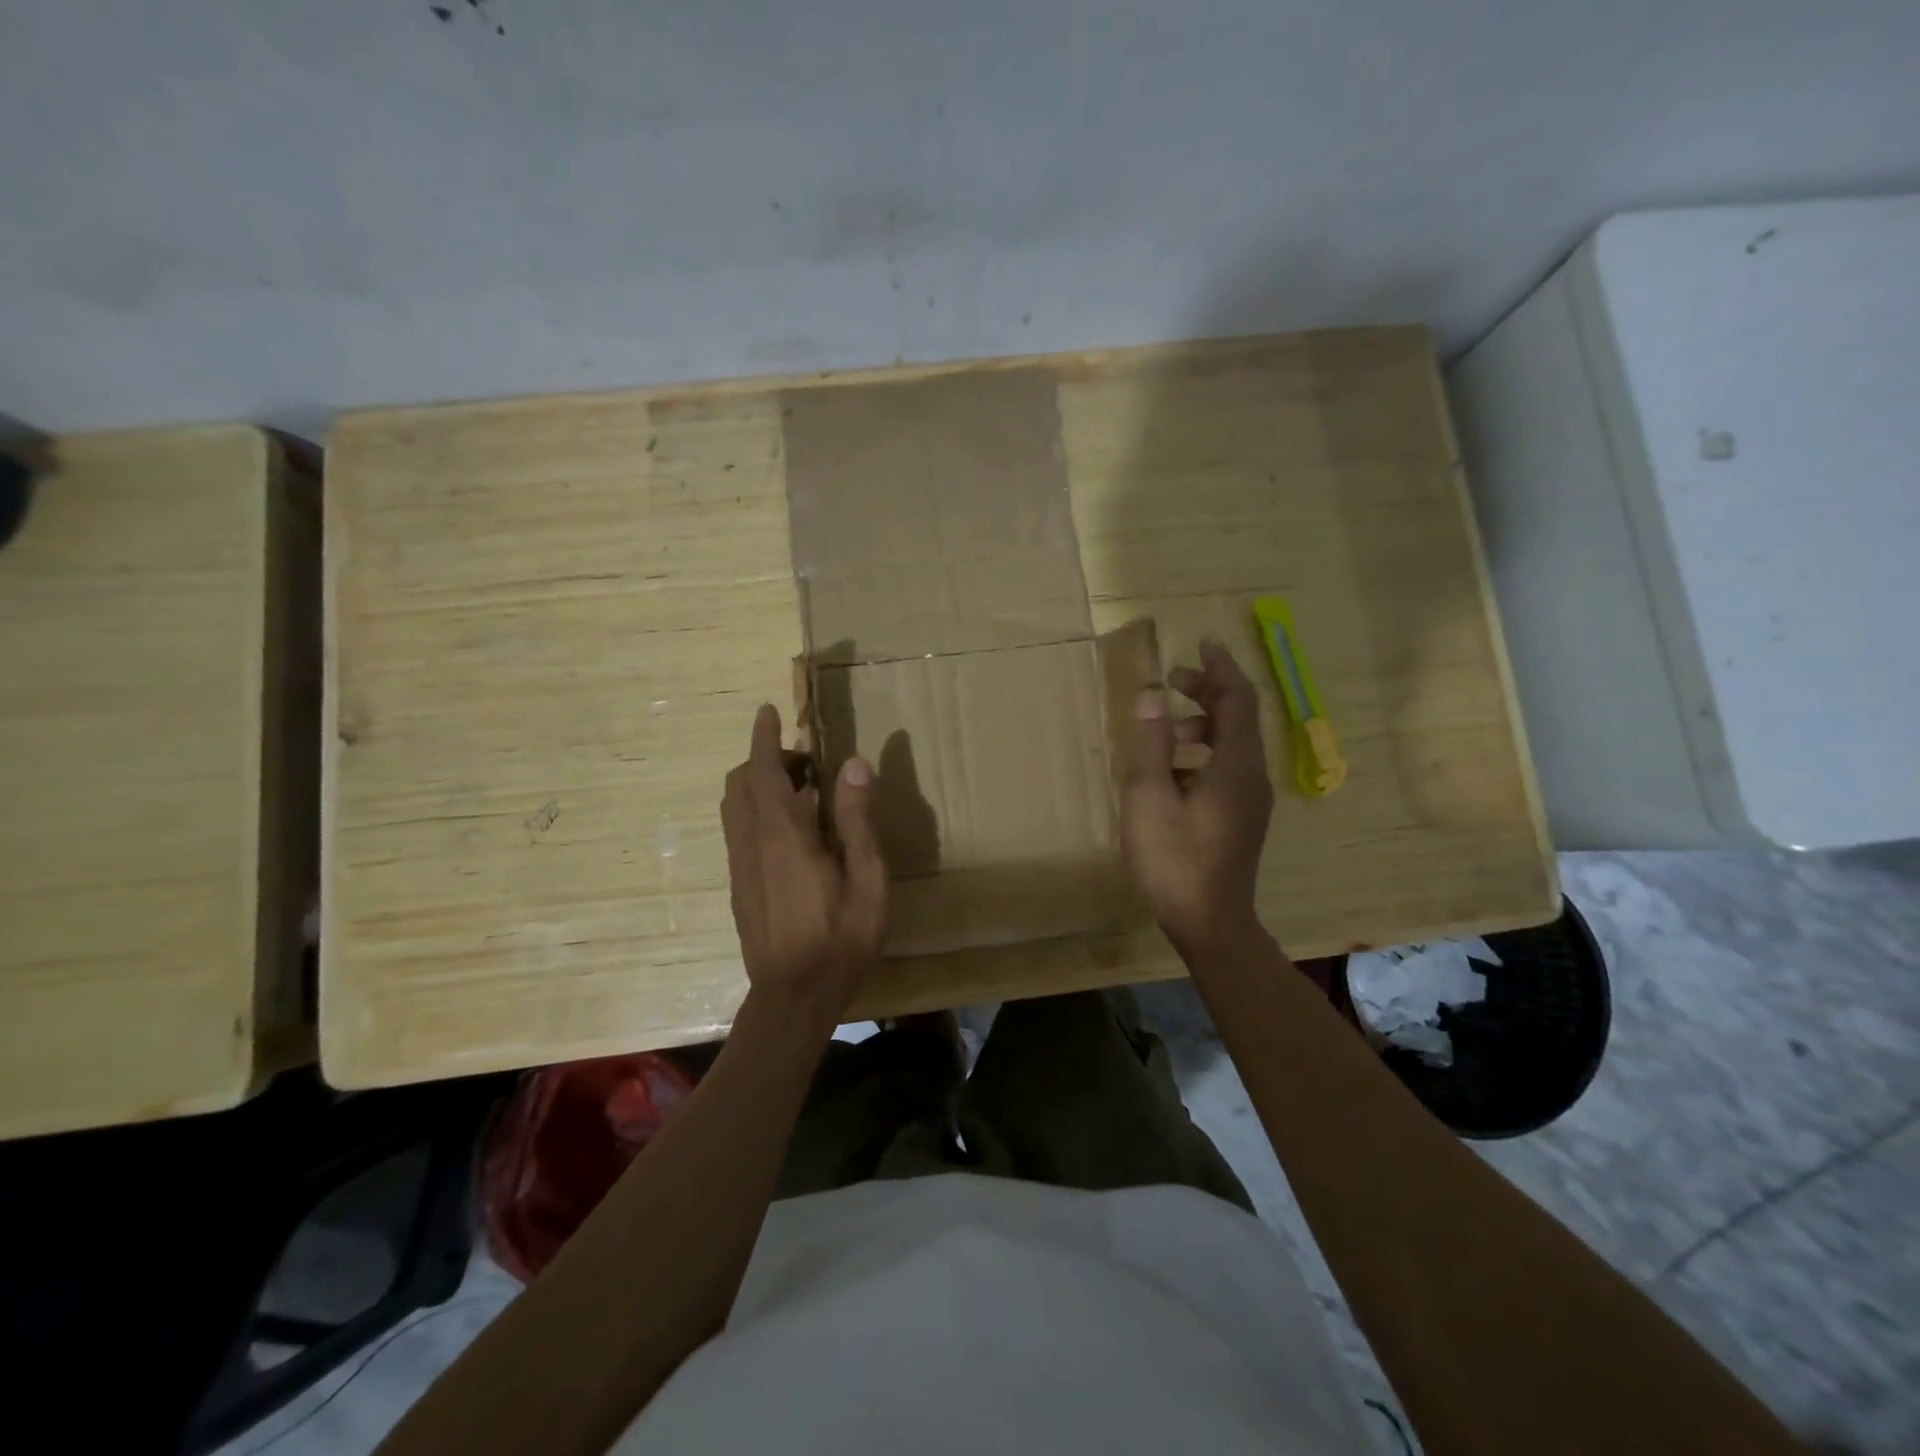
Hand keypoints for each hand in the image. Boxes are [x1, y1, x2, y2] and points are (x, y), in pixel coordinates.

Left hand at [720, 705, 886, 1021]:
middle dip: (766, 760)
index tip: (769, 712)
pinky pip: (738, 830)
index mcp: (784, 835)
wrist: (793, 996)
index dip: (764, 738)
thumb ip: (857, 819)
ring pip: (735, 806)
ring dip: (759, 785)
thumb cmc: (841, 938)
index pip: (762, 771)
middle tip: (807, 763)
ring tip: (802, 792)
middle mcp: (752, 842)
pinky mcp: (739, 885)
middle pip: (741, 783)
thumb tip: (853, 764)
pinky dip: (757, 810)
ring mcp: (740, 865)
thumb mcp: (867, 879)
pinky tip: (793, 833)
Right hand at [1122, 640, 1273, 952]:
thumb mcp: (1149, 798)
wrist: (1210, 923)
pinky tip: (1169, 770)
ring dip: (1202, 723)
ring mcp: (1250, 799)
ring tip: (1165, 727)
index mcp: (1236, 765)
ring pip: (1232, 744)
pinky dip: (1202, 753)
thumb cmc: (1175, 859)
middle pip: (1238, 717)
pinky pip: (1227, 767)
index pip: (1238, 698)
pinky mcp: (1241, 817)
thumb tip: (1152, 696)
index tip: (1202, 642)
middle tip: (1173, 679)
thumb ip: (1151, 744)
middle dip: (1208, 691)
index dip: (1221, 667)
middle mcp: (1252, 775)